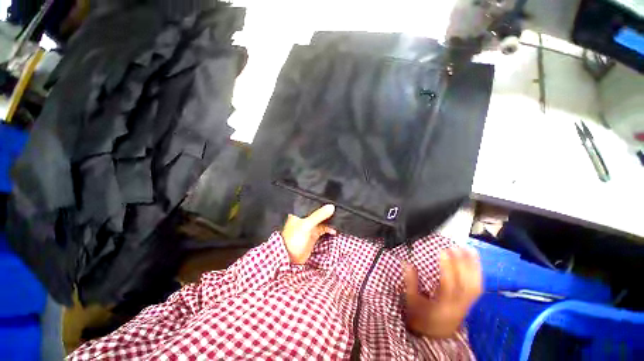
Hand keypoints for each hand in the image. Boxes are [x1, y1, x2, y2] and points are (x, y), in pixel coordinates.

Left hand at [281, 204, 336, 263]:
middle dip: (327, 210)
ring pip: (322, 219)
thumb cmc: (294, 238)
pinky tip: (334, 230)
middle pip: (318, 211)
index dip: (321, 201)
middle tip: (338, 208)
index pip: (312, 202)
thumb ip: (318, 215)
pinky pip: (324, 228)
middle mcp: (305, 217)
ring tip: (339, 218)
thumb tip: (331, 206)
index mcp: (300, 212)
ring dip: (329, 219)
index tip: (332, 199)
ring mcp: (310, 225)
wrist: (291, 257)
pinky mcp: (314, 233)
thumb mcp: (306, 225)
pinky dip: (330, 229)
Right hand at [403, 247, 481, 337]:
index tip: (443, 251)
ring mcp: (467, 305)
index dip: (447, 268)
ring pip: (475, 286)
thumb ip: (410, 283)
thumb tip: (406, 263)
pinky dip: (477, 273)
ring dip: (473, 267)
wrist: (435, 334)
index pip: (448, 286)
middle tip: (456, 247)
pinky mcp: (470, 302)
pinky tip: (475, 261)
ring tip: (469, 250)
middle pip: (466, 285)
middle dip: (462, 264)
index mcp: (442, 307)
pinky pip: (478, 287)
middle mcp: (458, 306)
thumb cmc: (421, 317)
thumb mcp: (411, 301)